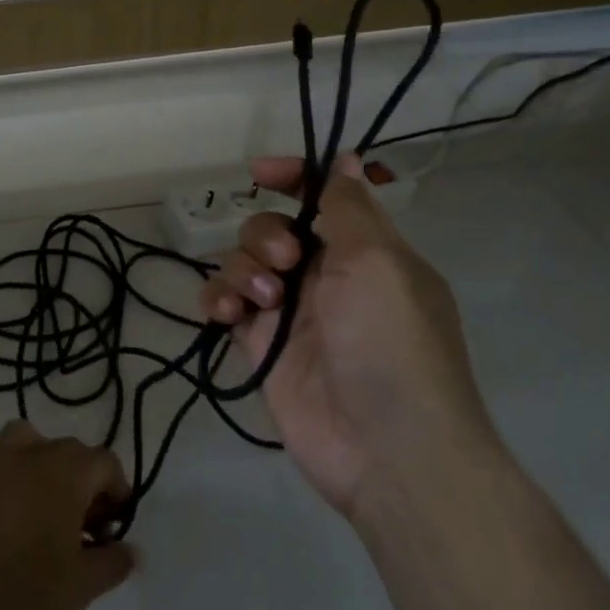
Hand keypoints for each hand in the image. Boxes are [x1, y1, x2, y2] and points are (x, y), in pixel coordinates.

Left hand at [0, 422, 134, 609]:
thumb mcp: (82, 587)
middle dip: (84, 482)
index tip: (113, 530)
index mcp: (67, 473)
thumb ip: (113, 562)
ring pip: (24, 438)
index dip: (117, 492)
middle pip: (70, 450)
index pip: (105, 463)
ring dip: (40, 458)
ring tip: (44, 498)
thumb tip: (130, 551)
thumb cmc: (27, 597)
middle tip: (86, 531)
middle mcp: (31, 455)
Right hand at [198, 153, 494, 519]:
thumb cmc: (391, 344)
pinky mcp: (262, 346)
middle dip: (266, 235)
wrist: (388, 451)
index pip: (324, 195)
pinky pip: (226, 305)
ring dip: (243, 269)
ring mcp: (292, 313)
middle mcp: (327, 275)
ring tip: (263, 303)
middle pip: (274, 227)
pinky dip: (218, 300)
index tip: (260, 173)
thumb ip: (350, 207)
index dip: (293, 176)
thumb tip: (347, 158)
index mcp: (366, 251)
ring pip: (244, 263)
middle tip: (286, 264)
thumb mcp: (379, 262)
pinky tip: (225, 315)